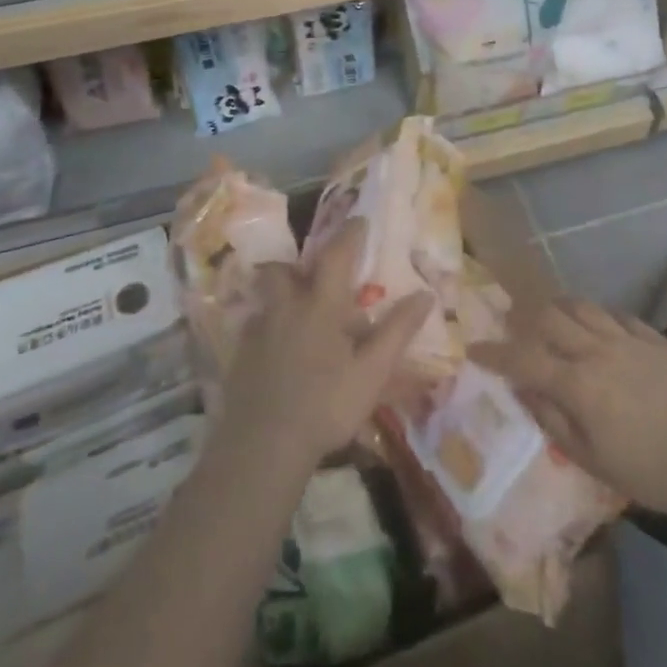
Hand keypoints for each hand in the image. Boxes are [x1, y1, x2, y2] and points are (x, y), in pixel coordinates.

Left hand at [218, 218, 433, 473]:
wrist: (263, 446)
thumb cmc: (326, 405)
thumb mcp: (372, 372)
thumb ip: (397, 331)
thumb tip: (425, 294)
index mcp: (320, 305)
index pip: (336, 255)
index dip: (349, 234)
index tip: (358, 221)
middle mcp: (285, 308)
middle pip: (281, 270)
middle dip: (296, 266)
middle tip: (313, 277)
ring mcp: (257, 331)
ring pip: (266, 298)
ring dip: (281, 296)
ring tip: (298, 316)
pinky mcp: (240, 357)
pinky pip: (255, 327)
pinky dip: (269, 328)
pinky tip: (281, 353)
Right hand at [471, 299, 666, 518]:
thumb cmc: (654, 472)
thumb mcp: (594, 462)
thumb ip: (554, 421)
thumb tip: (524, 390)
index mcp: (577, 383)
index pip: (523, 358)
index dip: (494, 353)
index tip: (474, 349)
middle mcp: (597, 350)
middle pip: (548, 317)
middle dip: (522, 318)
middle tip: (512, 325)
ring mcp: (628, 339)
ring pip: (581, 306)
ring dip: (557, 306)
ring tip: (548, 314)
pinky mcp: (656, 339)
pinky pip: (616, 314)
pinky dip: (596, 314)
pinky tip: (596, 323)